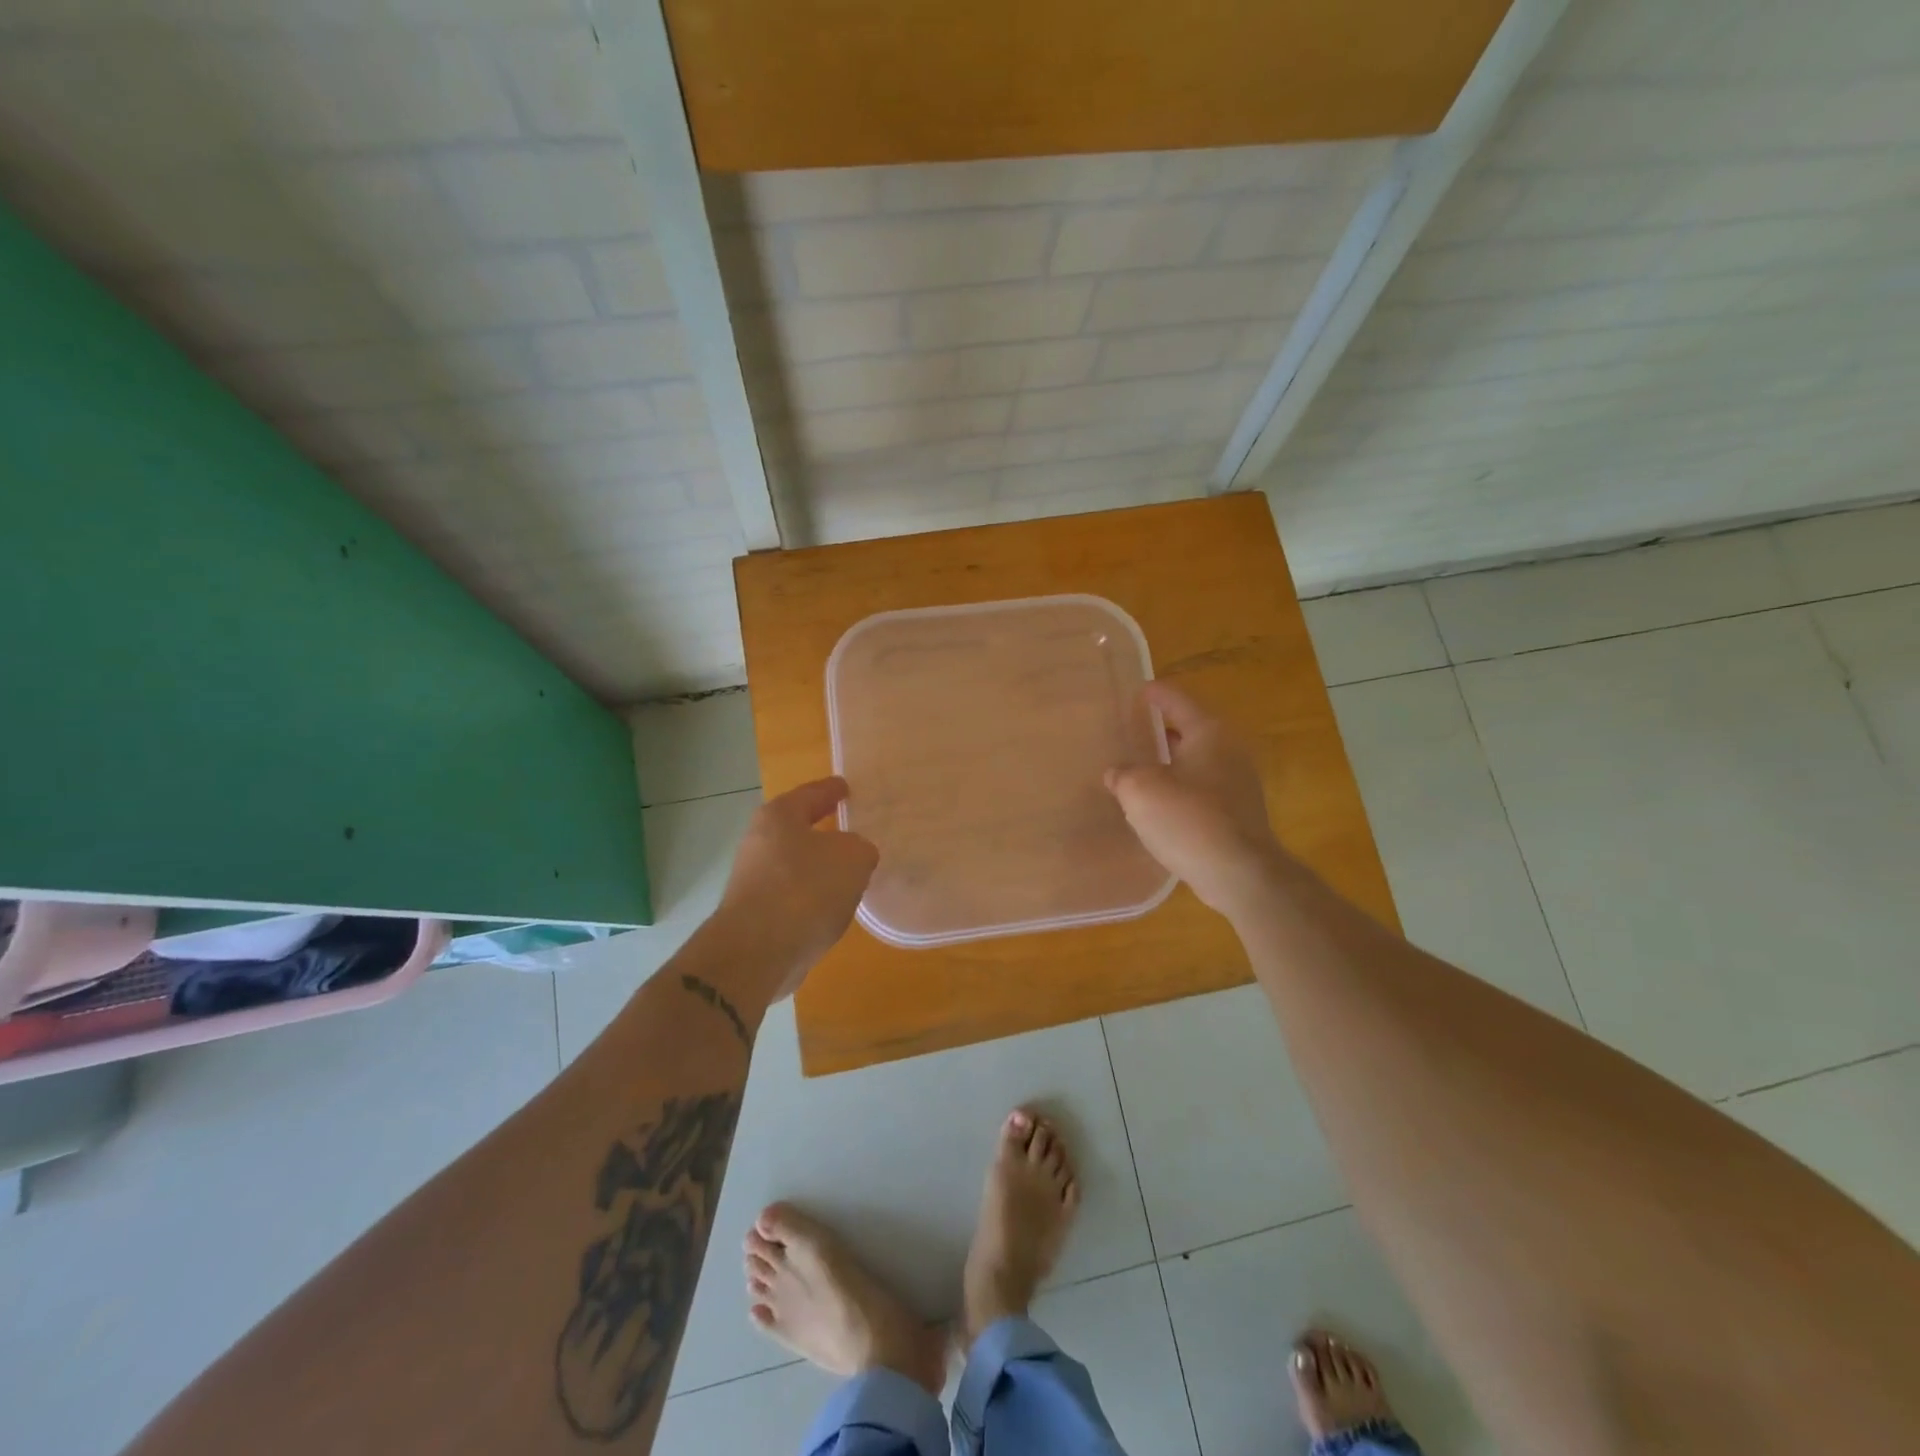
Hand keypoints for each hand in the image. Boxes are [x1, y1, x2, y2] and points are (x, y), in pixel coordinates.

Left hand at [716, 777, 878, 999]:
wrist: (758, 952)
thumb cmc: (805, 889)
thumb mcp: (853, 858)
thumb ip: (860, 849)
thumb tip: (855, 855)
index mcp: (779, 816)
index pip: (812, 794)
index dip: (832, 790)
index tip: (846, 787)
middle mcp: (759, 843)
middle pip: (798, 830)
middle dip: (825, 833)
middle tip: (854, 833)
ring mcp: (753, 881)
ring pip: (795, 866)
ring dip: (819, 870)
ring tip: (850, 876)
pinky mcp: (754, 916)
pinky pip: (792, 898)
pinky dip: (812, 900)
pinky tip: (832, 910)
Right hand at [1105, 683, 1284, 917]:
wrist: (1239, 873)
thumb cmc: (1188, 819)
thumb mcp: (1140, 791)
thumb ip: (1123, 775)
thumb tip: (1116, 773)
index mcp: (1208, 733)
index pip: (1177, 701)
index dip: (1155, 694)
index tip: (1138, 690)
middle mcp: (1229, 751)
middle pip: (1190, 731)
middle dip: (1162, 731)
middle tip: (1133, 731)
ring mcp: (1238, 784)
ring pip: (1196, 763)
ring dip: (1170, 764)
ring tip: (1140, 769)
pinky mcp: (1238, 814)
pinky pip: (1202, 790)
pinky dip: (1180, 789)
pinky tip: (1159, 805)